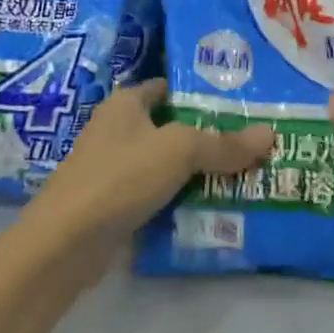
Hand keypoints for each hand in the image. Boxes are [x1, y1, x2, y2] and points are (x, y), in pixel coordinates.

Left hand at [26, 79, 273, 248]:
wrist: (63, 244)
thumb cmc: (119, 177)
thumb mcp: (178, 151)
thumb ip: (223, 144)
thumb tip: (270, 135)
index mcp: (126, 103)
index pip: (169, 87)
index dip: (202, 93)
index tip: (242, 104)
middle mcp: (117, 130)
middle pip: (172, 128)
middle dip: (209, 137)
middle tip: (254, 144)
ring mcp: (113, 170)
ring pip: (166, 165)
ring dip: (198, 173)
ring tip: (245, 177)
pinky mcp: (114, 206)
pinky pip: (157, 196)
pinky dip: (181, 201)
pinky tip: (213, 211)